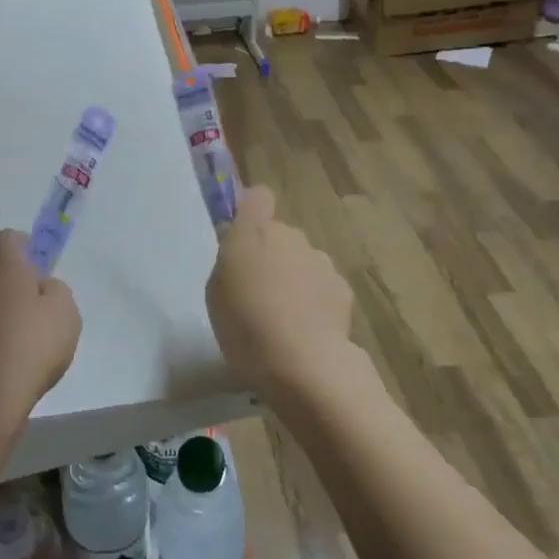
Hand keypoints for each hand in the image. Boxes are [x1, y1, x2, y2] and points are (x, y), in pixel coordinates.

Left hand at [0, 229, 80, 454]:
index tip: (39, 276)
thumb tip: (40, 287)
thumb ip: (55, 290)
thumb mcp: (66, 315)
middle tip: (26, 305)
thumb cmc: (28, 350)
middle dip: (3, 275)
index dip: (27, 252)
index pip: (11, 238)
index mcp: (0, 262)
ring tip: (7, 337)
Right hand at [205, 186, 354, 402]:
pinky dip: (316, 300)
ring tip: (284, 318)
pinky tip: (307, 330)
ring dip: (294, 278)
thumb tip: (242, 252)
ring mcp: (320, 260)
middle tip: (258, 292)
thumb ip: (229, 262)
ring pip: (302, 260)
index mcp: (253, 232)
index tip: (244, 235)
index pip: (258, 197)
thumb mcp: (216, 292)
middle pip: (280, 234)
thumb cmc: (245, 325)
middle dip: (271, 255)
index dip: (252, 210)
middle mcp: (290, 236)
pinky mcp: (342, 287)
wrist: (302, 361)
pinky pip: (322, 286)